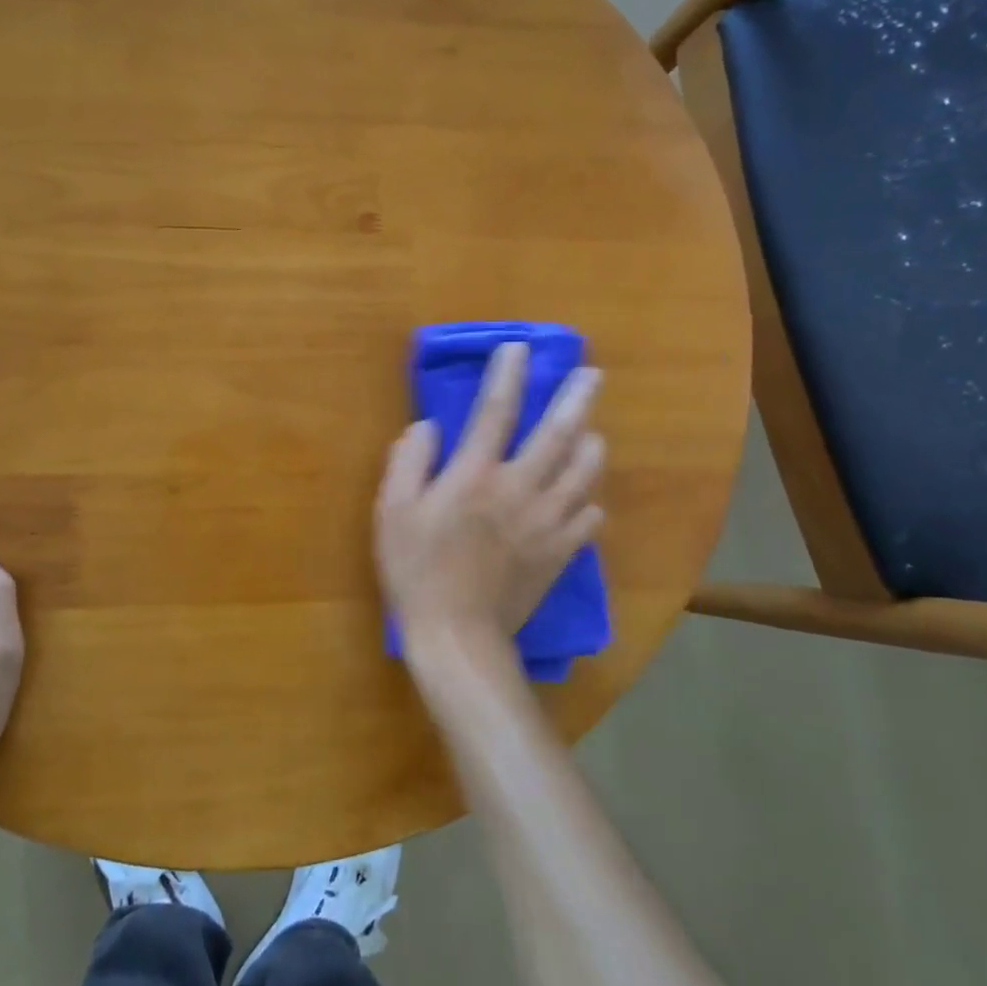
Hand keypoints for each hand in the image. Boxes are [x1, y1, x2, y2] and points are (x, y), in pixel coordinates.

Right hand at [375, 343, 604, 668]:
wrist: (457, 636)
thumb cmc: (416, 569)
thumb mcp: (392, 511)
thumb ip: (408, 461)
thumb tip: (427, 426)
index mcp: (475, 475)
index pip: (496, 411)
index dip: (508, 375)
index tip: (519, 349)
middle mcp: (519, 490)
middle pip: (557, 434)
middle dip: (576, 399)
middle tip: (593, 374)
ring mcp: (546, 523)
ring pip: (583, 474)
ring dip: (591, 446)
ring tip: (593, 433)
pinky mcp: (559, 554)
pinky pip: (588, 520)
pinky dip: (589, 503)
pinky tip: (586, 499)